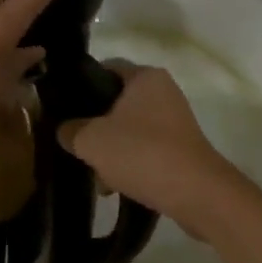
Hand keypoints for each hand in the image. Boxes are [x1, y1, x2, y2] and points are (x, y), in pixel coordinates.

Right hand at [57, 65, 245, 238]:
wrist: (197, 194)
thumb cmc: (142, 153)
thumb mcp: (92, 141)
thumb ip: (71, 131)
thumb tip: (65, 130)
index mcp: (145, 77)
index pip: (106, 68)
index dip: (82, 86)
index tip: (64, 108)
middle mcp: (164, 91)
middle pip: (117, 102)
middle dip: (96, 126)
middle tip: (78, 146)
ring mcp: (175, 120)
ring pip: (130, 129)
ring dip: (112, 150)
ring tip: (99, 179)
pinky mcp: (182, 148)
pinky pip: (147, 148)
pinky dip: (131, 163)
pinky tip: (117, 187)